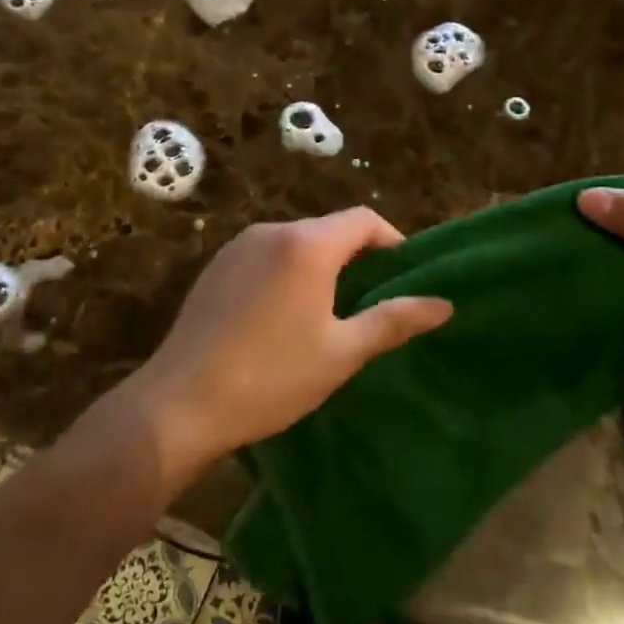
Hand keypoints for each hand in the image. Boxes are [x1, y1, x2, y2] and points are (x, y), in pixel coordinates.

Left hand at [124, 208, 451, 476]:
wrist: (179, 404)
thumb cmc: (271, 378)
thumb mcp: (341, 353)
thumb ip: (393, 321)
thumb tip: (444, 304)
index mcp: (307, 245)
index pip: (364, 220)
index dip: (392, 242)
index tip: (404, 278)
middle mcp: (272, 231)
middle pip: (329, 229)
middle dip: (358, 257)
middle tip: (372, 302)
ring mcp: (237, 247)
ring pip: (297, 242)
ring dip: (322, 265)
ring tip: (331, 313)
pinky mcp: (215, 267)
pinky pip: (266, 256)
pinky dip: (288, 272)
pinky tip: (283, 317)